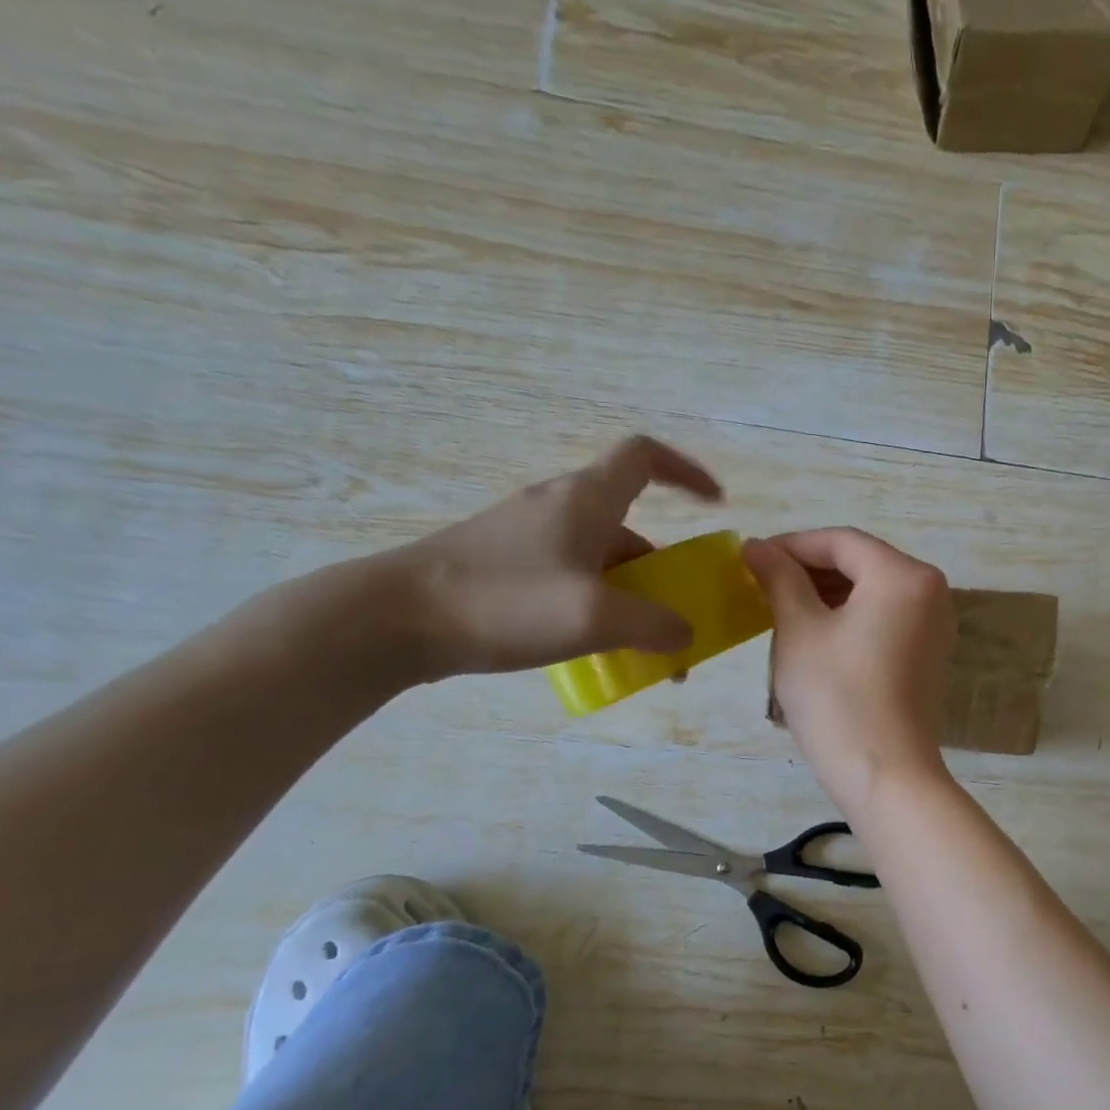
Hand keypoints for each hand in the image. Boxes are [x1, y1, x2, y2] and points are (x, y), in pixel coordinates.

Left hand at [375, 436, 722, 679]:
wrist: (395, 620)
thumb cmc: (504, 602)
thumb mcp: (595, 618)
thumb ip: (655, 625)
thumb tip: (684, 635)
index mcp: (586, 500)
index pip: (644, 458)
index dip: (686, 472)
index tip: (714, 504)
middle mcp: (559, 509)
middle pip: (630, 527)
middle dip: (665, 571)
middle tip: (681, 615)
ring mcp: (528, 538)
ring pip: (601, 561)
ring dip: (632, 599)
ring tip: (644, 651)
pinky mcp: (506, 567)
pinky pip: (572, 580)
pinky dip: (598, 608)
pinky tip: (595, 649)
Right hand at [744, 528, 955, 817]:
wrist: (884, 775)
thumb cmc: (837, 697)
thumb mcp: (799, 630)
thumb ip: (779, 579)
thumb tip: (757, 547)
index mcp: (904, 575)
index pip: (841, 541)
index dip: (791, 545)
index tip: (750, 559)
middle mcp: (931, 592)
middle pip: (861, 564)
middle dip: (809, 571)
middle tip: (761, 587)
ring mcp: (934, 626)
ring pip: (872, 593)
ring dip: (826, 596)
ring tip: (780, 611)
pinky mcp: (928, 656)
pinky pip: (884, 620)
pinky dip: (849, 619)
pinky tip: (814, 636)